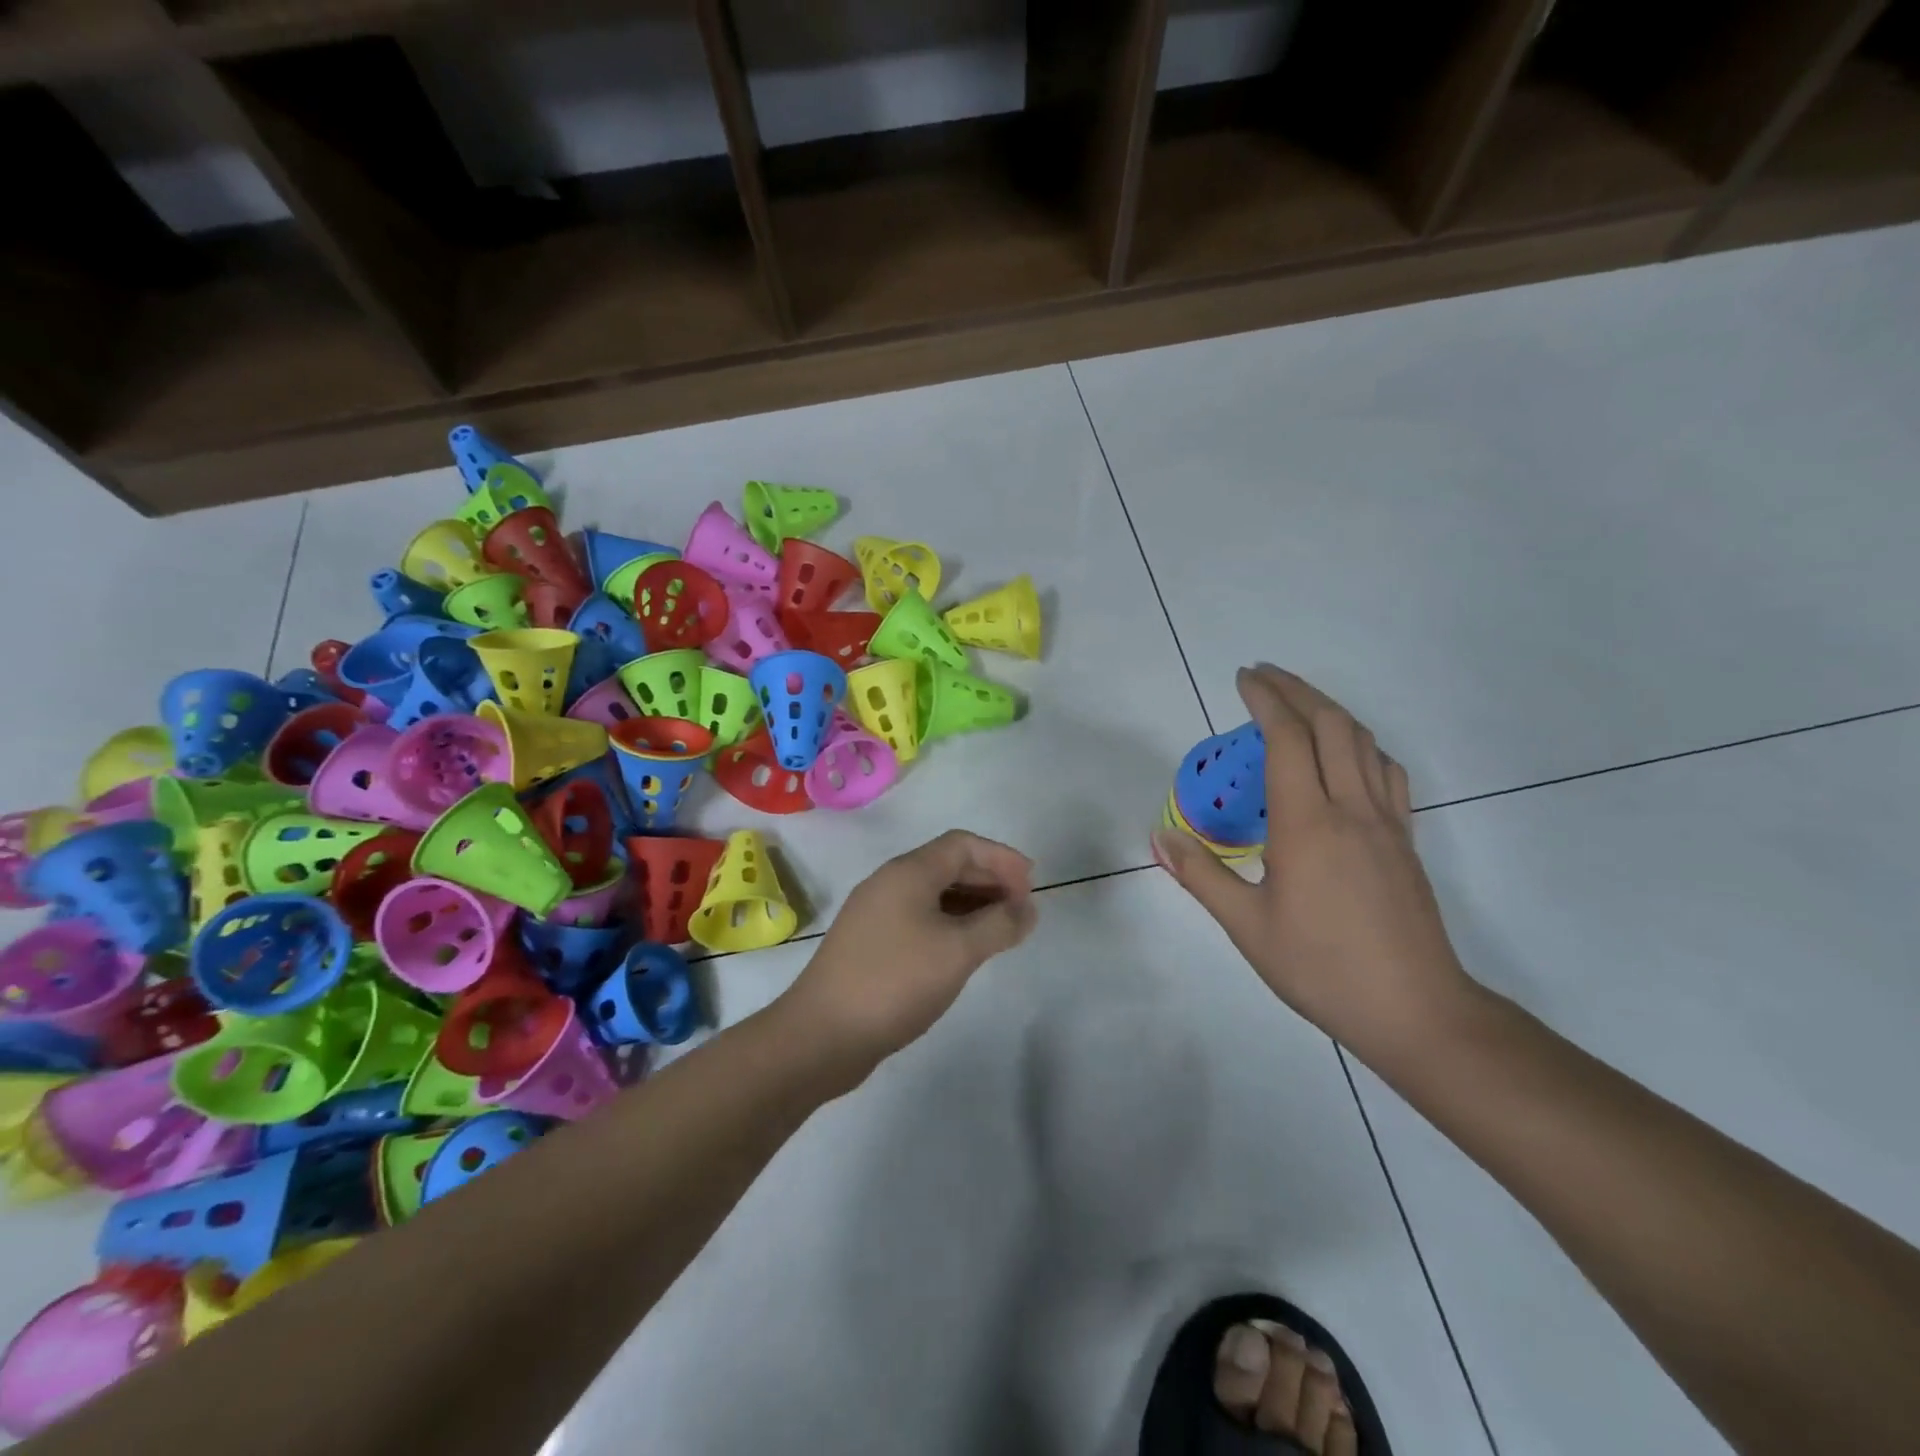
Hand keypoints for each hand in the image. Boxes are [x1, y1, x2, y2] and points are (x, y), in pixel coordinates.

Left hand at [781, 830, 1038, 1072]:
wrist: (821, 1034)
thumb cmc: (895, 982)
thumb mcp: (958, 951)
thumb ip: (999, 925)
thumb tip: (1027, 908)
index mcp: (907, 873)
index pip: (962, 844)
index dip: (1001, 858)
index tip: (1032, 885)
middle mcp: (888, 884)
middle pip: (947, 866)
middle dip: (989, 880)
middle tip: (1021, 909)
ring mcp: (875, 914)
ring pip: (933, 895)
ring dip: (971, 905)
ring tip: (1001, 931)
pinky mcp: (870, 944)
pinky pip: (919, 919)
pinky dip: (949, 925)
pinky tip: (963, 951)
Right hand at [1151, 666, 1473, 1057]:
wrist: (1414, 1009)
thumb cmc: (1321, 967)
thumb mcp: (1247, 927)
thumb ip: (1201, 875)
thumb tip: (1160, 836)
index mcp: (1307, 824)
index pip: (1287, 739)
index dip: (1265, 700)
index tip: (1244, 678)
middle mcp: (1351, 809)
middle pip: (1330, 725)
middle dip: (1296, 690)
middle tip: (1264, 676)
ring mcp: (1386, 822)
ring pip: (1363, 742)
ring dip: (1330, 710)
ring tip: (1298, 703)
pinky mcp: (1405, 840)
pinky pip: (1387, 772)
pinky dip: (1362, 745)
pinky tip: (1347, 755)